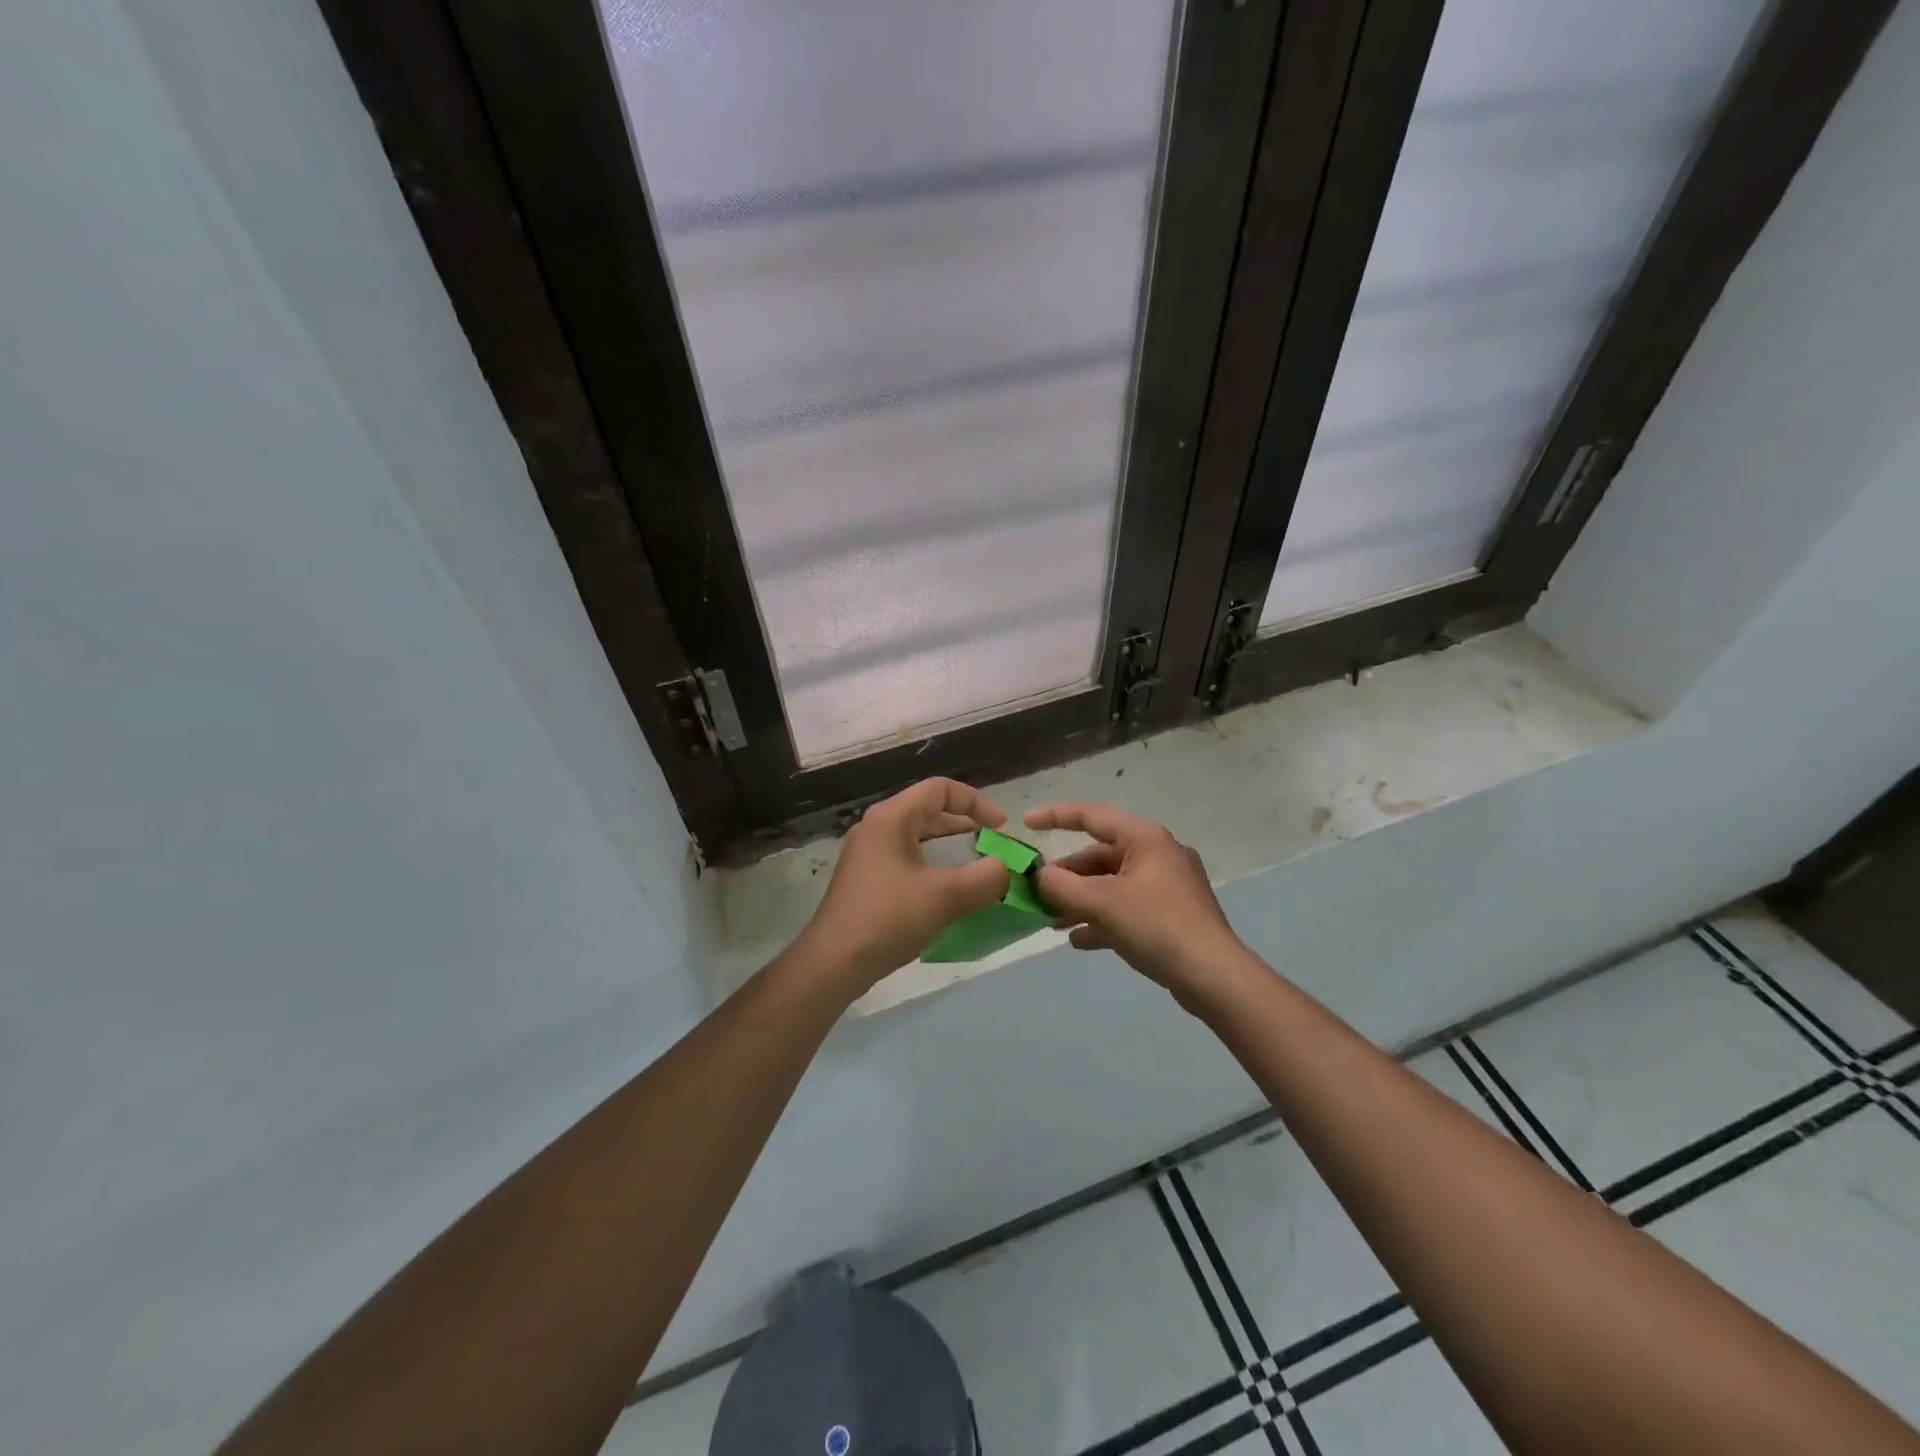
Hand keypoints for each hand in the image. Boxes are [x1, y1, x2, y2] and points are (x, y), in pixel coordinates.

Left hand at [799, 778, 1011, 995]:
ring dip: (949, 848)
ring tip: (975, 868)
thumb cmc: (889, 918)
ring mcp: (867, 854)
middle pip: (928, 811)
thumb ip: (986, 878)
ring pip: (917, 837)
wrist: (834, 963)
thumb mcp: (946, 896)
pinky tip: (946, 893)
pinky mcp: (865, 880)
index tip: (1000, 829)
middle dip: (964, 826)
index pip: (940, 789)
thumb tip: (1006, 869)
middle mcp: (876, 827)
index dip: (976, 802)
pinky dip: (932, 866)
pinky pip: (906, 859)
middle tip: (991, 847)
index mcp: (891, 817)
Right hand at [1027, 801, 1249, 1007]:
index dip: (1055, 816)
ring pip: (1112, 884)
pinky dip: (1102, 918)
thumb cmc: (1157, 926)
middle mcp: (1158, 854)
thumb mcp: (1102, 903)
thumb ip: (1062, 886)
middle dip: (1067, 876)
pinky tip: (1079, 940)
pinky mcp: (1172, 914)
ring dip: (1080, 900)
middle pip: (1100, 856)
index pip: (1092, 816)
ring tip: (1053, 922)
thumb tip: (1040, 876)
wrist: (1214, 976)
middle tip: (1038, 894)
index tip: (1026, 823)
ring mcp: (1167, 885)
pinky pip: (1127, 907)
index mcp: (1145, 838)